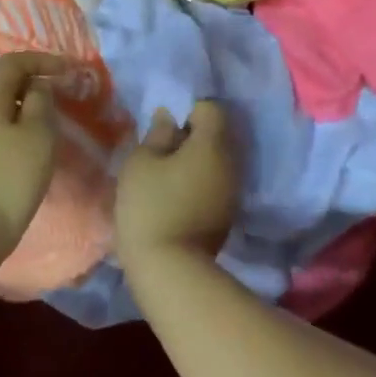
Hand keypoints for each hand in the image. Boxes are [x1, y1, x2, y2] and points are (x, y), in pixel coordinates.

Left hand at [0, 52, 67, 272]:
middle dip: (32, 79)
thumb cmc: (9, 180)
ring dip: (21, 102)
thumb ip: (41, 103)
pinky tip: (25, 141)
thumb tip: (37, 87)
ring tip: (47, 116)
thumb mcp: (38, 137)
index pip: (13, 61)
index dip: (43, 60)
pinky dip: (10, 121)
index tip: (70, 71)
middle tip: (60, 91)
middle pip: (0, 80)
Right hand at [114, 100, 239, 262]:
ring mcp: (234, 190)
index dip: (188, 111)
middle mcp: (232, 162)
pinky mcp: (228, 214)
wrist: (169, 268)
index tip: (166, 130)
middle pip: (217, 134)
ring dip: (197, 161)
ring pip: (217, 161)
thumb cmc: (150, 206)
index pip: (211, 108)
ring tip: (167, 177)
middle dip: (193, 137)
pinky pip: (217, 183)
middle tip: (162, 152)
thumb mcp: (141, 162)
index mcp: (213, 144)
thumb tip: (169, 117)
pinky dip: (200, 182)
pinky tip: (178, 197)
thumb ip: (158, 134)